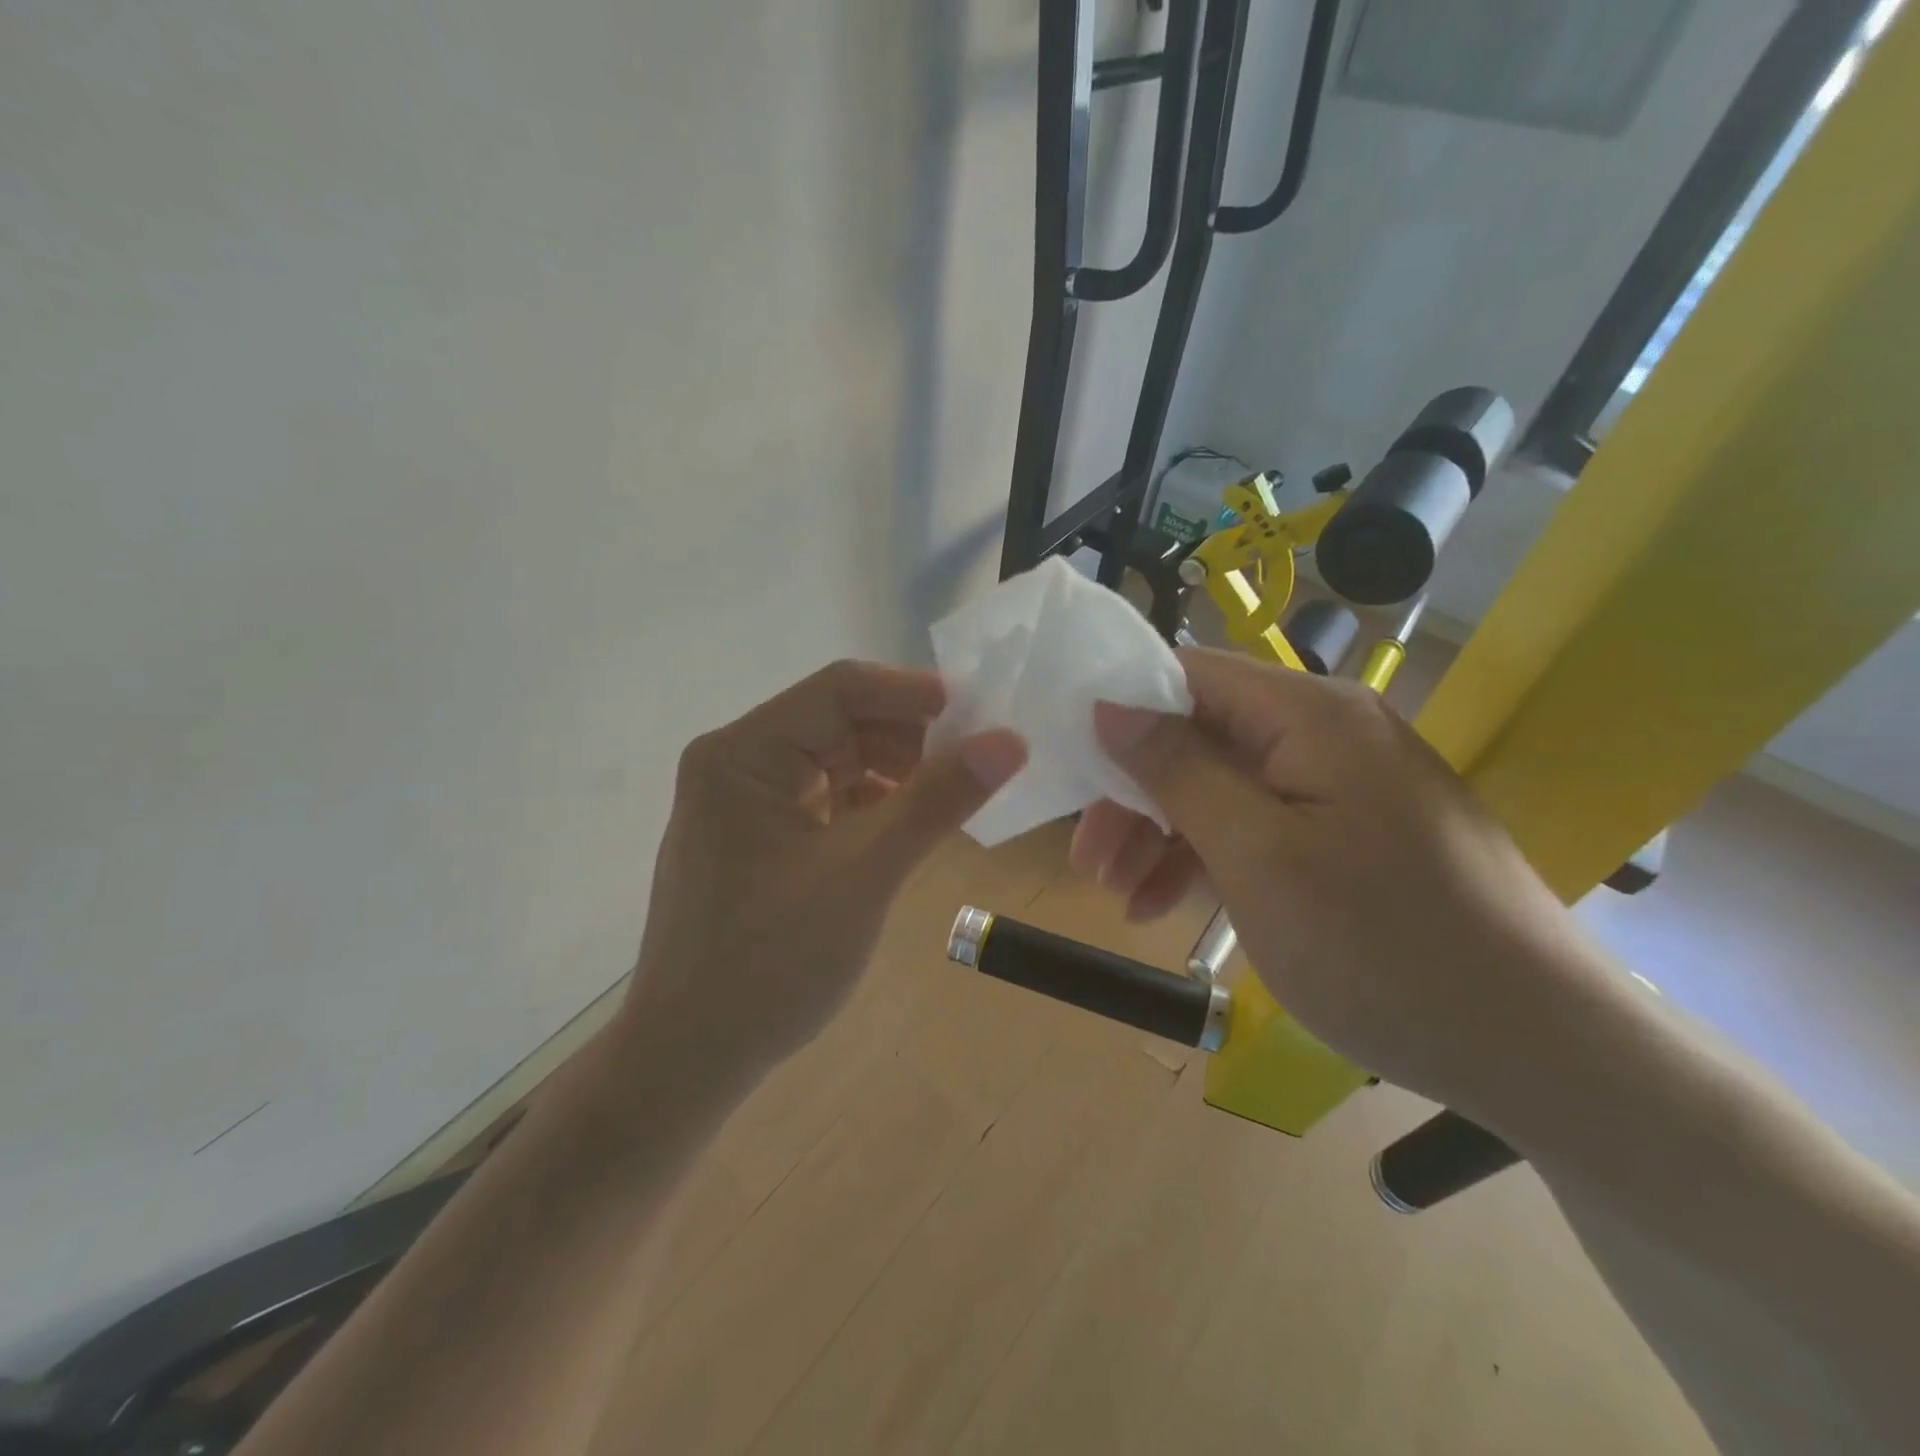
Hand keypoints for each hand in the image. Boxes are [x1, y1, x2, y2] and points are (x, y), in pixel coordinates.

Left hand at [614, 660, 1025, 1092]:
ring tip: (945, 803)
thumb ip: (937, 800)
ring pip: (835, 760)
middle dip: (907, 739)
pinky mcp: (755, 836)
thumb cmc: (770, 963)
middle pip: (838, 721)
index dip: (913, 695)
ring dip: (892, 773)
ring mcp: (742, 800)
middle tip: (972, 767)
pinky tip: (904, 830)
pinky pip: (824, 798)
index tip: (981, 718)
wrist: (689, 1058)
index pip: (839, 688)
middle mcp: (737, 762)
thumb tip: (1009, 741)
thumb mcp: (864, 874)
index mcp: (743, 752)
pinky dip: (868, 806)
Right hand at [1075, 647, 1614, 1111]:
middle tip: (1087, 858)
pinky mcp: (1352, 834)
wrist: (1540, 1049)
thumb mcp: (1256, 856)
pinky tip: (1169, 907)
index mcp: (1308, 714)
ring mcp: (1343, 786)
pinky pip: (1262, 828)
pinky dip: (1211, 861)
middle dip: (1136, 794)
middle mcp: (1327, 732)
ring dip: (1165, 835)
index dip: (1121, 709)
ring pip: (1225, 788)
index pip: (1188, 674)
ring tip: (1119, 896)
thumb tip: (1110, 704)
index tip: (1070, 765)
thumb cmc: (1382, 945)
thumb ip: (1177, 770)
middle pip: (1201, 737)